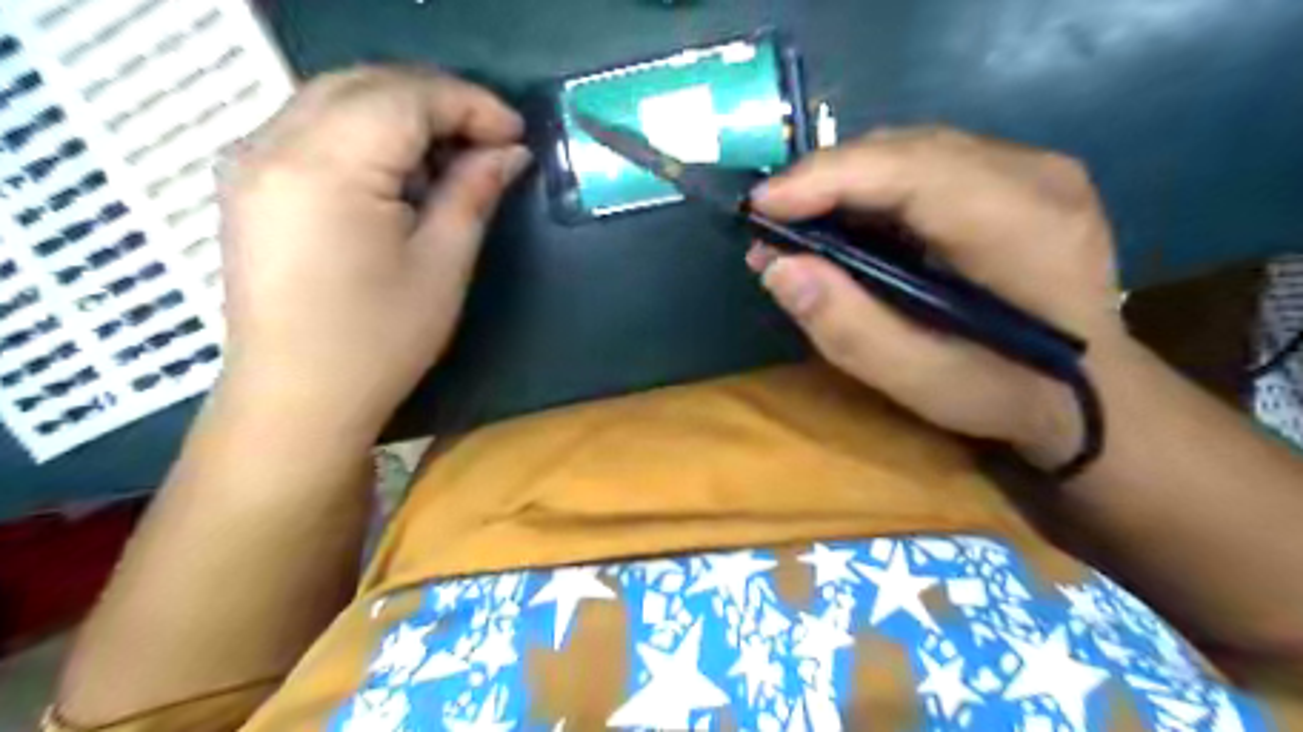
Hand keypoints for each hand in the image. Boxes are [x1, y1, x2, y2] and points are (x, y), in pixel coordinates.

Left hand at [218, 65, 526, 441]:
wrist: (298, 397)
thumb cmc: (379, 339)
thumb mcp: (442, 265)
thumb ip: (473, 193)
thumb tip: (510, 152)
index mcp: (326, 166)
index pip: (405, 98)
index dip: (470, 104)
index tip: (517, 133)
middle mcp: (274, 143)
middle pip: (367, 84)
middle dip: (438, 100)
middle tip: (491, 138)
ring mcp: (252, 160)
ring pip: (337, 97)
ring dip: (403, 112)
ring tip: (454, 153)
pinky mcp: (251, 182)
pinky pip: (314, 126)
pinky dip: (367, 131)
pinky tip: (401, 169)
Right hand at [754, 126, 1132, 465]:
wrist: (1094, 394)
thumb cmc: (1009, 394)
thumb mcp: (921, 381)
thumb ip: (849, 327)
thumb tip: (779, 267)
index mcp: (1023, 225)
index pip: (910, 170)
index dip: (826, 178)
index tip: (760, 207)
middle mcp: (1035, 174)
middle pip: (906, 149)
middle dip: (825, 179)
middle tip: (770, 223)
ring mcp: (1033, 167)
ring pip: (912, 149)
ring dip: (844, 181)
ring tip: (797, 223)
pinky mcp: (1018, 176)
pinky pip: (927, 163)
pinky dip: (873, 187)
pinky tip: (845, 219)